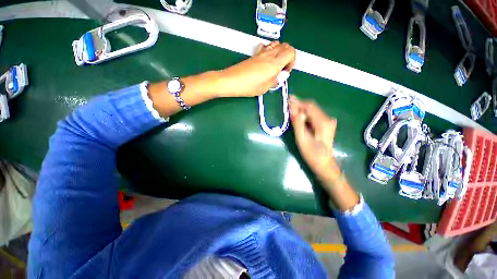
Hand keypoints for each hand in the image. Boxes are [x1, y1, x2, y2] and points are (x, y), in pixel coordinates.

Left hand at [216, 41, 295, 97]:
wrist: (231, 81)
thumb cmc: (248, 87)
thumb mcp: (265, 88)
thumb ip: (276, 80)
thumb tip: (282, 75)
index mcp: (274, 64)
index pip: (291, 52)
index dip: (292, 61)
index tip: (286, 71)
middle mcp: (269, 54)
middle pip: (286, 46)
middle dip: (288, 56)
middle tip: (282, 69)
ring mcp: (261, 53)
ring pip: (277, 44)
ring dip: (280, 53)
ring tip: (275, 65)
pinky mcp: (255, 54)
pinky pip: (267, 47)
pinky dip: (271, 51)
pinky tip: (266, 61)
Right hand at [289, 96, 338, 181]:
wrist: (324, 164)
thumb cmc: (311, 154)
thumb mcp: (302, 139)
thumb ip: (297, 122)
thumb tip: (292, 108)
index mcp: (322, 122)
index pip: (309, 106)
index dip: (298, 102)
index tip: (287, 100)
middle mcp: (327, 119)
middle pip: (311, 106)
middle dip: (299, 105)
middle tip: (287, 105)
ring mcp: (328, 121)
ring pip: (312, 110)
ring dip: (301, 109)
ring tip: (290, 110)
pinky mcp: (326, 124)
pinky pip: (314, 115)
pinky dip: (305, 114)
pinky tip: (298, 116)